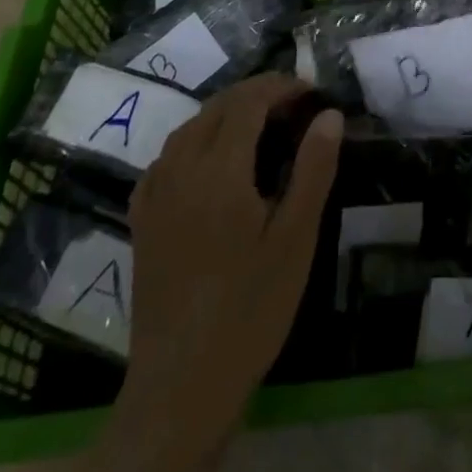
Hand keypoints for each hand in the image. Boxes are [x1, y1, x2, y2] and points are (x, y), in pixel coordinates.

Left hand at [90, 74, 341, 471]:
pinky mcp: (142, 221)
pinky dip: (192, 141)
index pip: (248, 102)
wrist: (182, 384)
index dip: (279, 87)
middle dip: (255, 94)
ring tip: (257, 123)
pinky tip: (207, 160)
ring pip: (189, 127)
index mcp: (220, 170)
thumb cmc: (250, 309)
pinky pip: (165, 158)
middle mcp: (182, 169)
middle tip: (291, 103)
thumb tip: (329, 115)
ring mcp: (156, 194)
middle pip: (217, 107)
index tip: (309, 91)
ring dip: (224, 113)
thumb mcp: (295, 239)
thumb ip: (313, 169)